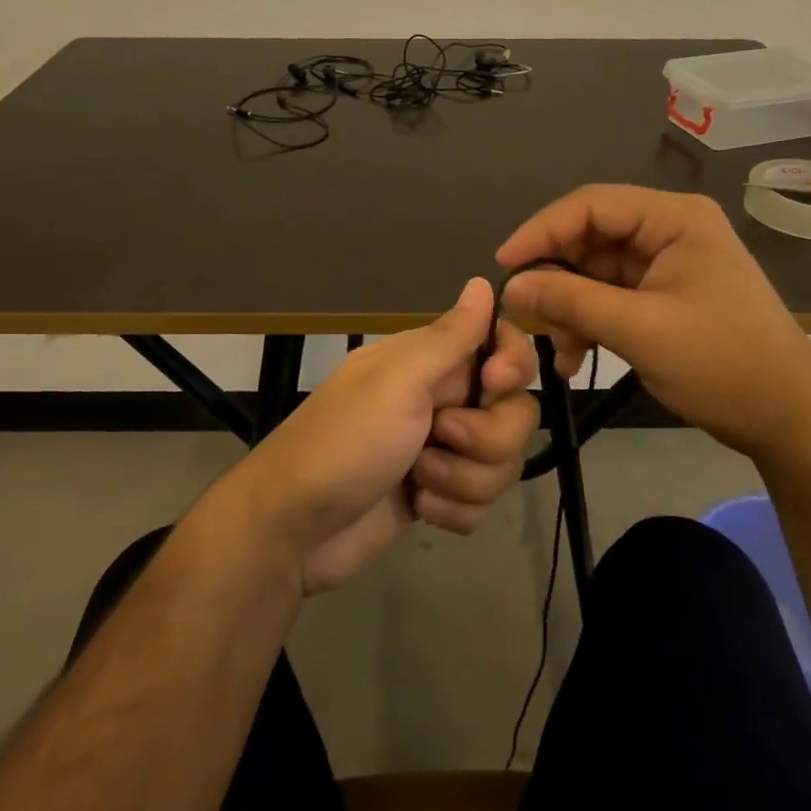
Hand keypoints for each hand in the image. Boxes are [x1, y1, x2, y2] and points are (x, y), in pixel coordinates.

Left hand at [224, 278, 539, 594]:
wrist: (294, 529)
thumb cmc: (345, 443)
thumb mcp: (397, 382)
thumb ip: (449, 336)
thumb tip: (482, 280)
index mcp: (431, 362)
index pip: (502, 346)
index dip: (513, 366)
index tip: (494, 385)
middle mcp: (441, 400)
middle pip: (516, 412)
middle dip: (486, 439)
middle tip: (439, 439)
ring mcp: (442, 451)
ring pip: (503, 462)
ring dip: (463, 479)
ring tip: (417, 483)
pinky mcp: (439, 495)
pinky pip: (482, 502)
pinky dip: (453, 510)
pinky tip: (418, 508)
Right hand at [497, 184, 810, 459]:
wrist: (787, 418)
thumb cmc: (721, 363)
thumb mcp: (639, 330)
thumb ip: (571, 300)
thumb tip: (511, 286)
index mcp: (674, 219)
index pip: (590, 205)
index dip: (541, 230)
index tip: (503, 265)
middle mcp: (669, 232)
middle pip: (590, 238)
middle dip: (554, 277)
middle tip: (523, 314)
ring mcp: (667, 266)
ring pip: (594, 272)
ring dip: (568, 308)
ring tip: (555, 348)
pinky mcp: (664, 298)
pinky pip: (610, 299)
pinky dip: (587, 323)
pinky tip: (573, 359)